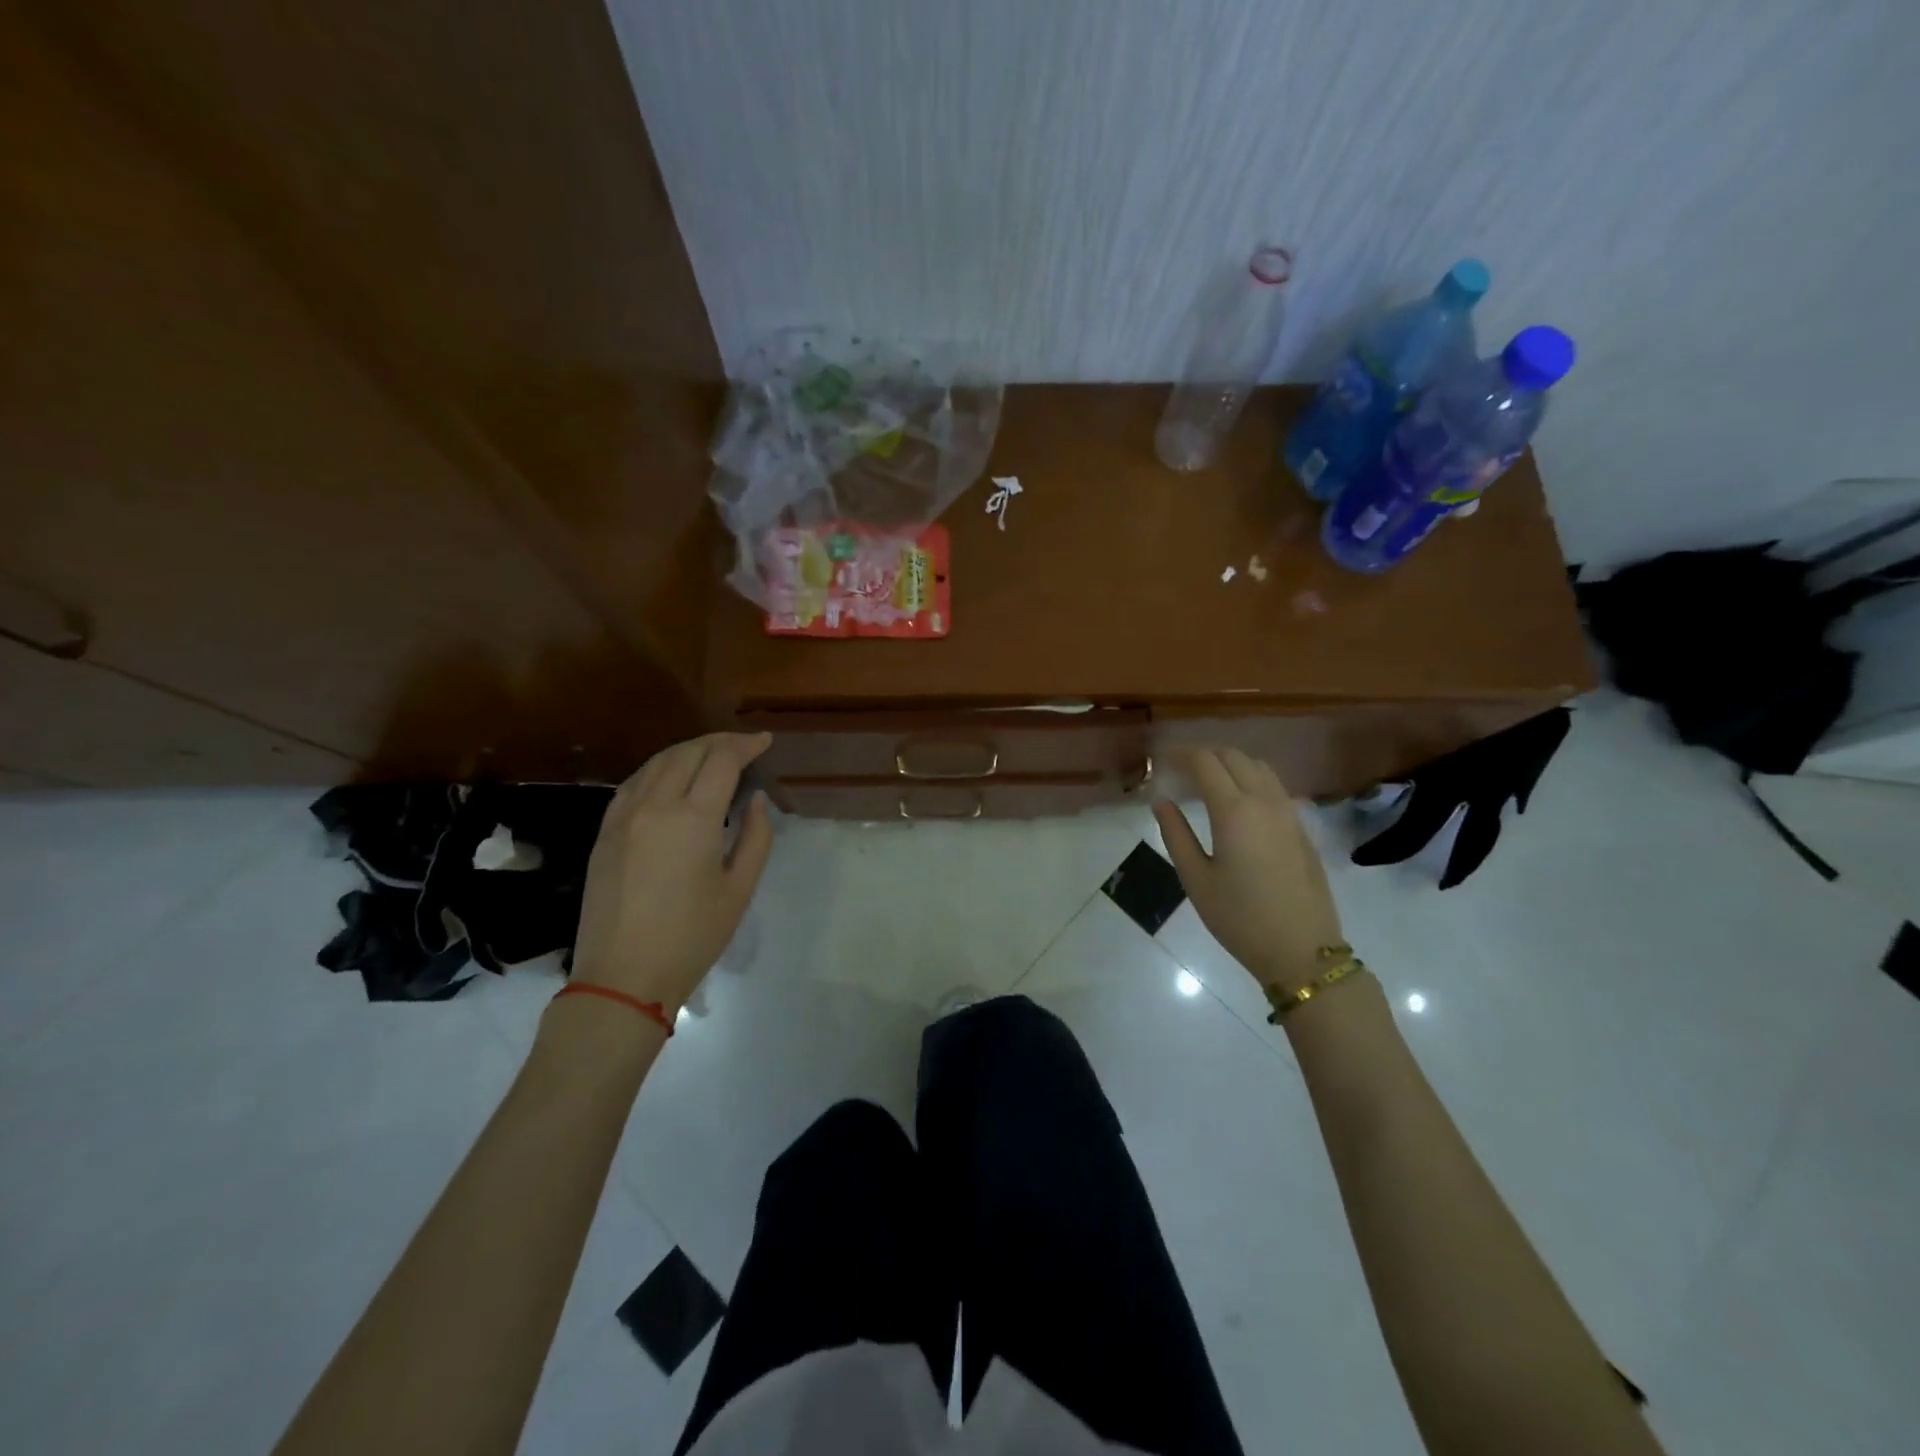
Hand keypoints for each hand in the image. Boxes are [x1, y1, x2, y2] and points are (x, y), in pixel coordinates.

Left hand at [571, 732, 773, 1012]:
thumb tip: (755, 800)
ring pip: (657, 762)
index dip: (746, 745)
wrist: (623, 977)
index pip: (722, 760)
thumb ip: (755, 836)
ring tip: (711, 755)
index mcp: (693, 818)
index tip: (764, 741)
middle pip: (688, 752)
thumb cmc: (693, 937)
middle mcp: (655, 805)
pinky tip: (670, 778)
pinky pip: (633, 784)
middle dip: (719, 742)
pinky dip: (658, 769)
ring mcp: (623, 816)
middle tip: (743, 746)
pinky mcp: (604, 832)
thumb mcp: (739, 889)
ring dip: (688, 750)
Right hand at [1153, 748, 1344, 993]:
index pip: (1205, 762)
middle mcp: (1264, 801)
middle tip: (1180, 770)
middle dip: (1205, 754)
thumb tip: (1161, 802)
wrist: (1302, 950)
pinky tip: (1238, 802)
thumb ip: (1175, 834)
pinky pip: (1274, 786)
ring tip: (1208, 780)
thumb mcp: (1195, 879)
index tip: (1162, 759)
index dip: (1181, 754)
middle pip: (1234, 756)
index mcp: (1234, 811)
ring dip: (1231, 763)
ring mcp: (1288, 812)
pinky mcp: (1301, 827)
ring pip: (1259, 767)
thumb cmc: (1239, 918)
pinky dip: (1251, 779)